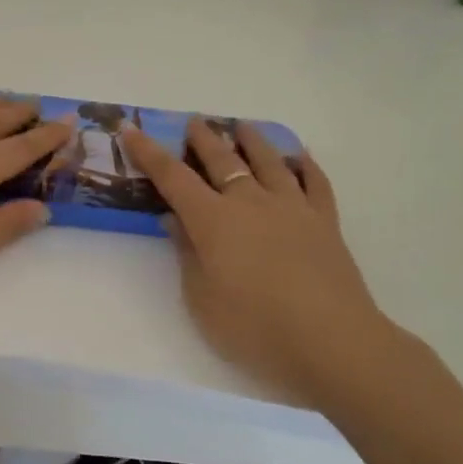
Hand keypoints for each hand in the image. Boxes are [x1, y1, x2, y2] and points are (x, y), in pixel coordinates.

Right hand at [122, 118, 414, 409]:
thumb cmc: (255, 327)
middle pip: (223, 160)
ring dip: (252, 141)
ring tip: (243, 126)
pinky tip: (300, 157)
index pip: (173, 177)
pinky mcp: (325, 222)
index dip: (149, 153)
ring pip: (269, 161)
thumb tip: (176, 220)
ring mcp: (292, 208)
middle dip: (203, 138)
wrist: (332, 341)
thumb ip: (187, 254)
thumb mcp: (202, 299)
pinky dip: (306, 165)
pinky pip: (315, 183)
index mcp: (213, 220)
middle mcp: (250, 202)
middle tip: (193, 122)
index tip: (130, 129)